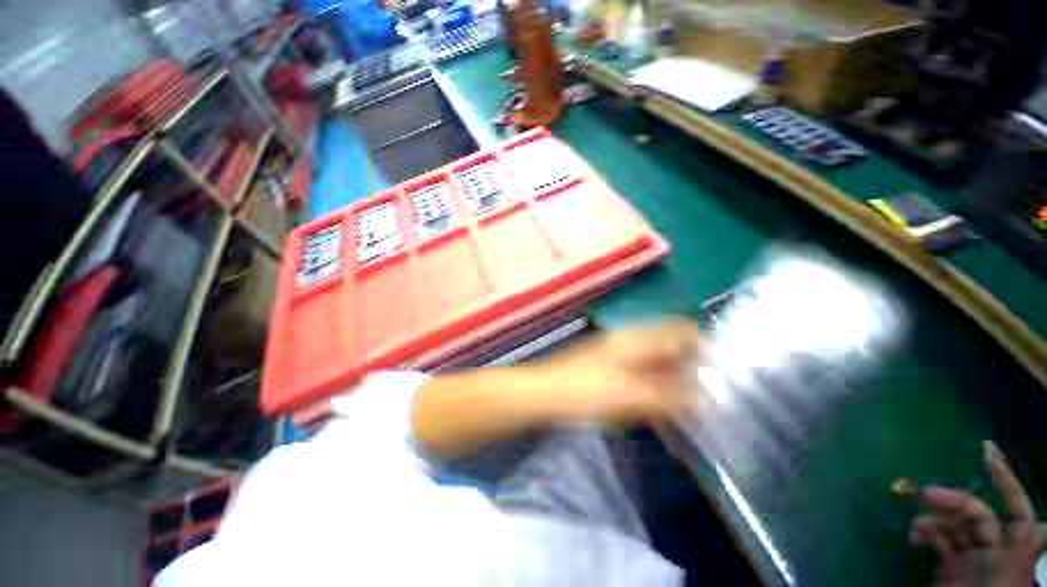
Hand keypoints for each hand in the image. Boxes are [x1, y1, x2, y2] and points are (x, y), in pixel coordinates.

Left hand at [543, 317, 702, 424]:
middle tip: (708, 396)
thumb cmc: (584, 392)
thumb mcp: (629, 397)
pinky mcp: (611, 365)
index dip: (705, 348)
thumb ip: (667, 397)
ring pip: (658, 358)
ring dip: (675, 377)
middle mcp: (630, 339)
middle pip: (672, 344)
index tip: (720, 375)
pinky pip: (643, 369)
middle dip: (692, 366)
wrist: (545, 394)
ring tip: (689, 404)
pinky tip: (660, 404)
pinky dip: (657, 383)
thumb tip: (703, 398)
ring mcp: (619, 351)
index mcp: (636, 339)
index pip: (682, 330)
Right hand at [909, 441, 1041, 586]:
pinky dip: (925, 533)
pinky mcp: (949, 565)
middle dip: (954, 500)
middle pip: (980, 514)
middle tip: (925, 494)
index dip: (1007, 482)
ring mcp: (971, 558)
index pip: (1020, 511)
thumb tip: (1045, 525)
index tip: (986, 452)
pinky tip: (914, 537)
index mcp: (1015, 553)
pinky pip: (938, 539)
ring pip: (954, 525)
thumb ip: (1022, 549)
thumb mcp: (1006, 582)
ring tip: (914, 522)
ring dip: (934, 518)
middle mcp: (995, 550)